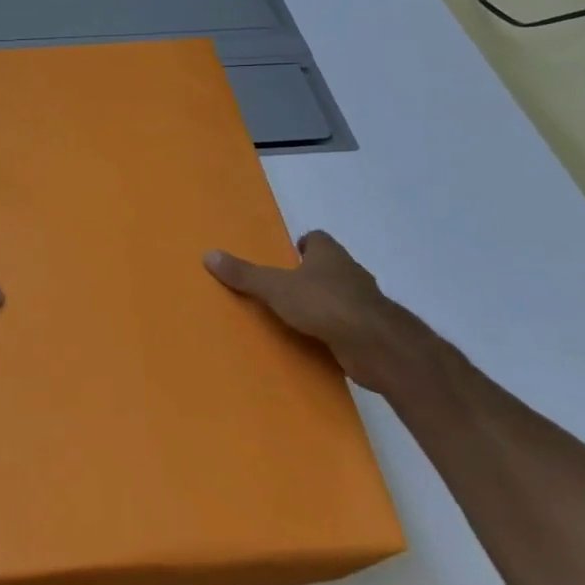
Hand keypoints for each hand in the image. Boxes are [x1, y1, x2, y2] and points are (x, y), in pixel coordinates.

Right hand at [204, 230, 425, 393]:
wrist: (376, 345)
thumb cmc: (325, 304)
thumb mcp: (275, 287)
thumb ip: (244, 273)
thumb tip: (208, 254)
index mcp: (329, 254)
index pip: (317, 239)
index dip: (303, 245)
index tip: (286, 257)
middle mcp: (351, 272)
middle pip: (329, 266)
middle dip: (310, 275)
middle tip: (283, 288)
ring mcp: (365, 302)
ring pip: (340, 296)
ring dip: (323, 303)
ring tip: (296, 317)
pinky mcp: (371, 330)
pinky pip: (347, 324)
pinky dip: (334, 329)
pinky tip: (316, 341)